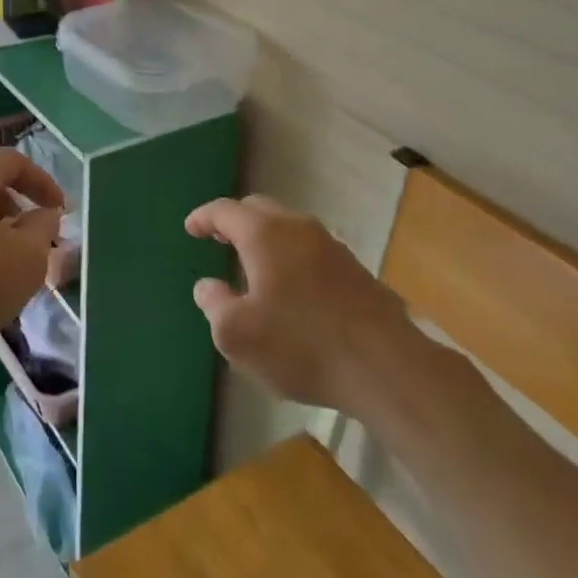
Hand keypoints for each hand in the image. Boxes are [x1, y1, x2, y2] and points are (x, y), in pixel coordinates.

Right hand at [186, 194, 410, 409]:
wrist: (386, 368)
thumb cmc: (301, 345)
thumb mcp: (237, 335)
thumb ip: (215, 304)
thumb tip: (208, 286)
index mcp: (264, 234)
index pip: (225, 210)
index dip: (204, 217)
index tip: (190, 228)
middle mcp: (297, 228)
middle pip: (259, 210)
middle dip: (235, 221)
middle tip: (219, 239)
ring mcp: (331, 246)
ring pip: (288, 228)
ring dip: (266, 239)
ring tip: (253, 265)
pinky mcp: (355, 270)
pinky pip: (310, 250)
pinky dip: (290, 257)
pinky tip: (291, 289)